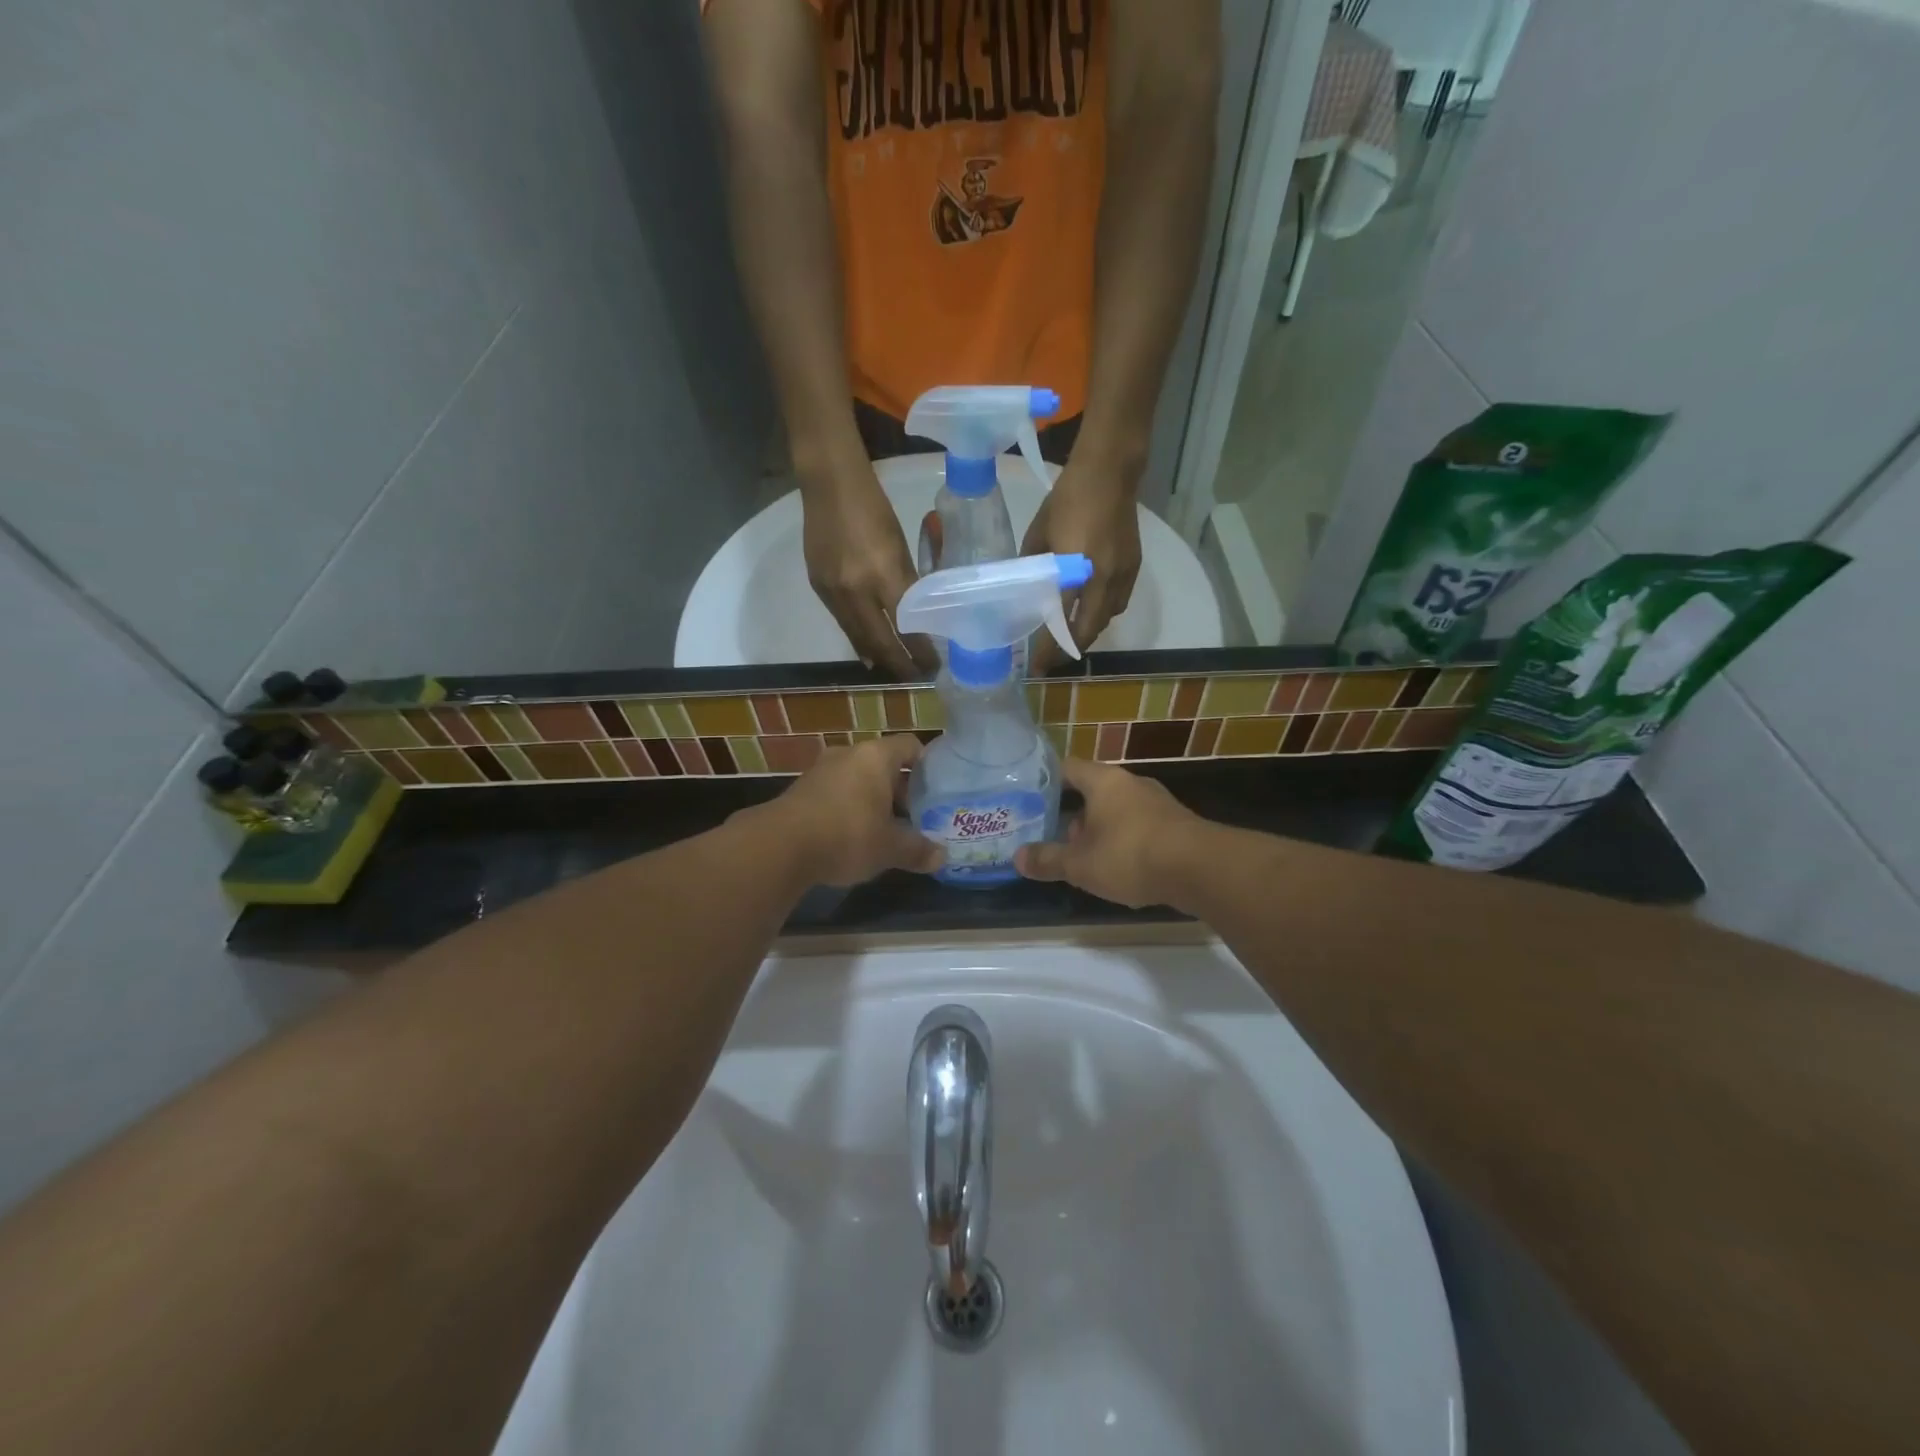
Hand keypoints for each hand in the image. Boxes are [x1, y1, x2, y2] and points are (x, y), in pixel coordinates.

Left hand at [757, 733, 942, 886]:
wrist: (779, 846)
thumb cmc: (847, 835)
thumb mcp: (890, 848)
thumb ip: (917, 849)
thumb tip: (942, 856)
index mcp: (876, 756)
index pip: (910, 745)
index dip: (927, 765)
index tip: (937, 789)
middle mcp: (848, 754)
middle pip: (884, 764)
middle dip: (900, 790)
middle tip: (916, 816)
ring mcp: (820, 770)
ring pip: (858, 779)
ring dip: (873, 800)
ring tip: (886, 830)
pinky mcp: (800, 790)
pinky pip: (836, 793)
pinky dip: (848, 809)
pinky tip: (853, 837)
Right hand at [802, 469, 937, 677]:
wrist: (828, 485)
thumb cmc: (873, 508)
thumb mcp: (899, 546)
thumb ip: (906, 582)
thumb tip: (912, 615)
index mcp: (882, 574)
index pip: (907, 625)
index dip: (920, 650)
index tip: (933, 665)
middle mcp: (855, 590)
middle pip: (880, 641)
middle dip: (899, 663)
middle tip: (915, 677)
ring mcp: (833, 592)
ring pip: (858, 637)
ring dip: (878, 656)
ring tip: (894, 667)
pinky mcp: (818, 589)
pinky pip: (842, 623)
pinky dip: (858, 639)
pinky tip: (867, 648)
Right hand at [1015, 757, 1201, 907]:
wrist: (1201, 870)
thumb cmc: (1130, 855)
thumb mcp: (1080, 864)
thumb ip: (1048, 860)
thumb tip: (1017, 858)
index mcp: (1104, 781)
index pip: (1068, 767)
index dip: (1047, 780)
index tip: (1029, 797)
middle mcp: (1131, 784)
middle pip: (1093, 791)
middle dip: (1073, 815)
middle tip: (1054, 837)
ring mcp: (1158, 803)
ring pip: (1117, 811)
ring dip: (1100, 831)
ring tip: (1084, 859)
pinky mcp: (1177, 825)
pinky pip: (1140, 828)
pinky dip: (1125, 842)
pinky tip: (1120, 869)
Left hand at [1019, 464, 1141, 670]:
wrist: (1110, 472)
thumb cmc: (1067, 498)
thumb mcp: (1039, 532)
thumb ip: (1034, 563)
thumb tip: (1027, 585)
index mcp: (1075, 568)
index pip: (1061, 619)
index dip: (1049, 647)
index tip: (1037, 666)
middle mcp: (1102, 577)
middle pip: (1089, 628)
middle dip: (1070, 649)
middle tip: (1052, 660)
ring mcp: (1122, 573)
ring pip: (1107, 618)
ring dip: (1089, 632)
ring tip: (1070, 638)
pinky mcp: (1134, 566)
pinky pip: (1119, 602)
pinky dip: (1104, 613)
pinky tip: (1092, 611)